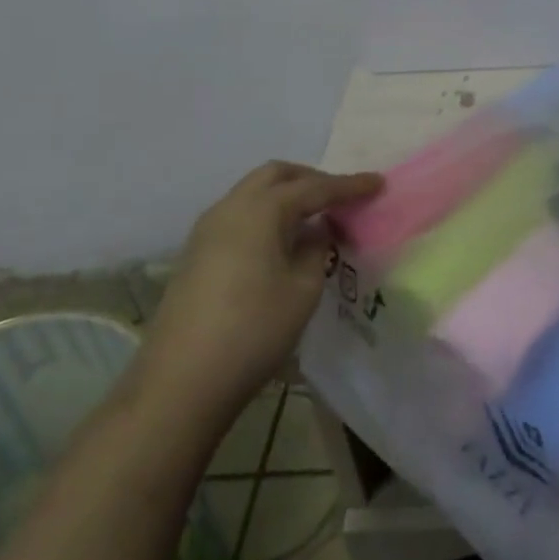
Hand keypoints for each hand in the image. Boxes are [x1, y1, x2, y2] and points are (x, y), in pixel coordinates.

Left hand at [134, 161, 381, 418]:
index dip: (349, 185)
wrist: (180, 383)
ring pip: (254, 193)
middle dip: (312, 179)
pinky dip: (267, 214)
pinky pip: (240, 215)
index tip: (379, 183)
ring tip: (316, 218)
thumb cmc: (253, 331)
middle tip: (342, 197)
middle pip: (276, 175)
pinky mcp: (197, 254)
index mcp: (261, 210)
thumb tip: (316, 231)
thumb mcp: (303, 289)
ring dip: (287, 195)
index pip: (315, 187)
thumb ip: (316, 249)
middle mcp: (230, 208)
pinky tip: (284, 241)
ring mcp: (207, 230)